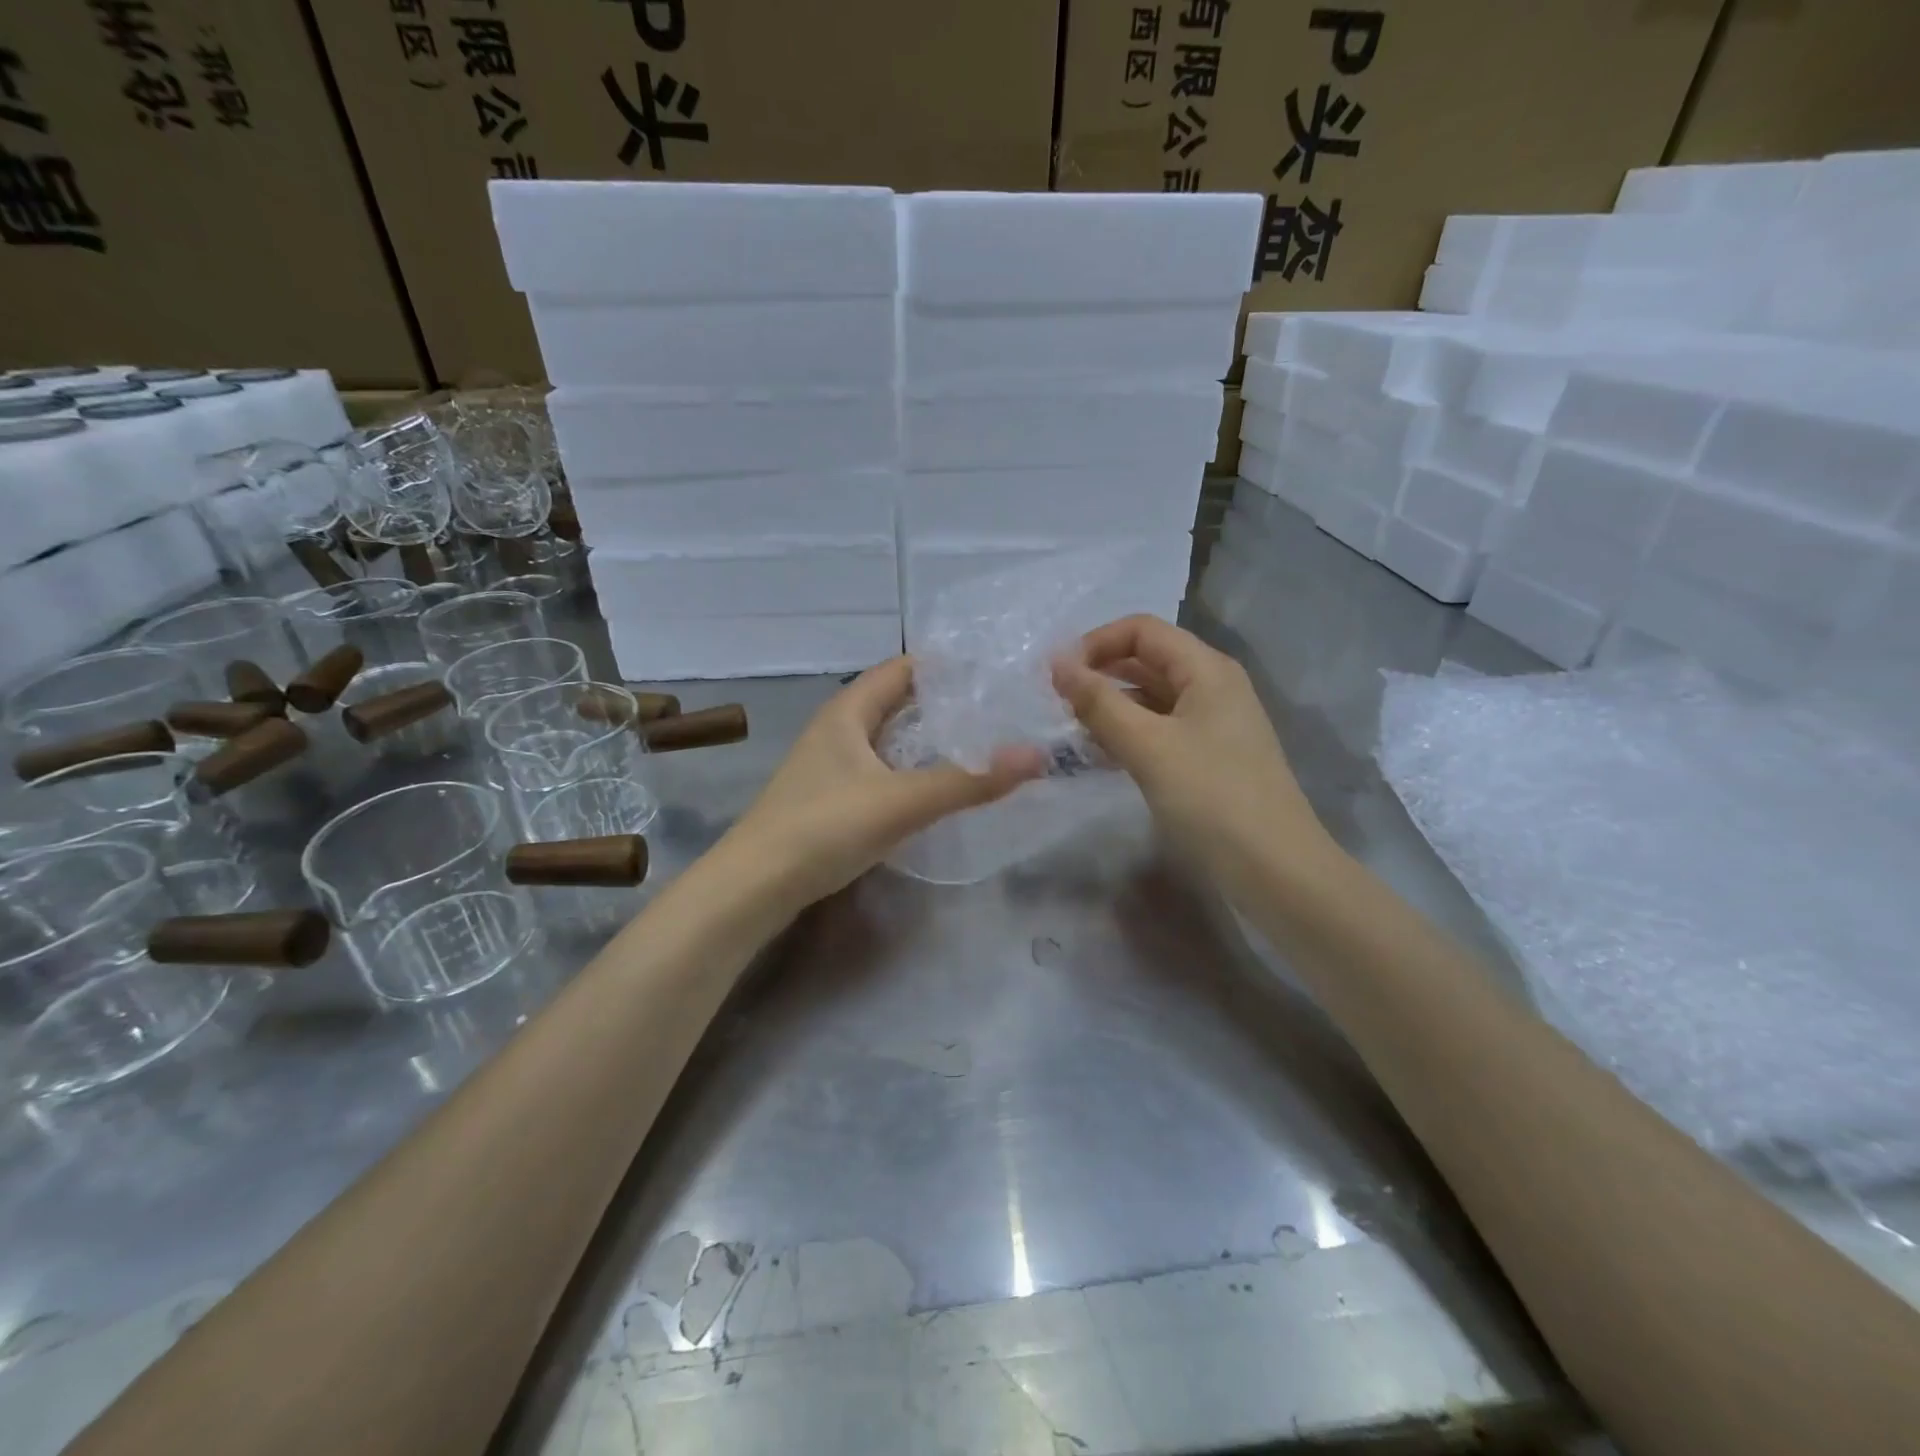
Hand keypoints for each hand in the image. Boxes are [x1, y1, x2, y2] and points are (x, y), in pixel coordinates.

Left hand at [723, 658, 1044, 911]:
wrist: (754, 887)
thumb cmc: (824, 827)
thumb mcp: (902, 801)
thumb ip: (969, 781)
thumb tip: (1036, 756)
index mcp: (847, 711)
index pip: (901, 668)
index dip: (944, 664)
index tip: (992, 669)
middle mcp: (836, 729)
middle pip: (895, 701)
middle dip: (942, 702)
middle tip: (997, 708)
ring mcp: (829, 765)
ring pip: (887, 738)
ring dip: (926, 738)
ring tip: (978, 743)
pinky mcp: (829, 798)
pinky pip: (880, 769)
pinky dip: (910, 769)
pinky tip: (935, 787)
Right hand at [1051, 615, 1325, 898]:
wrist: (1275, 871)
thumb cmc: (1212, 799)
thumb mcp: (1149, 746)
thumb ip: (1099, 703)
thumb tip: (1057, 664)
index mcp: (1206, 670)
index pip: (1142, 631)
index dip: (1095, 643)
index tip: (1055, 676)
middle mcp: (1212, 687)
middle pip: (1146, 661)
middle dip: (1099, 674)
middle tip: (1055, 703)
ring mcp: (1212, 724)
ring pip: (1150, 699)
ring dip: (1109, 707)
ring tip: (1069, 730)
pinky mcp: (1207, 758)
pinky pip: (1159, 730)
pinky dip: (1127, 734)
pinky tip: (1098, 755)